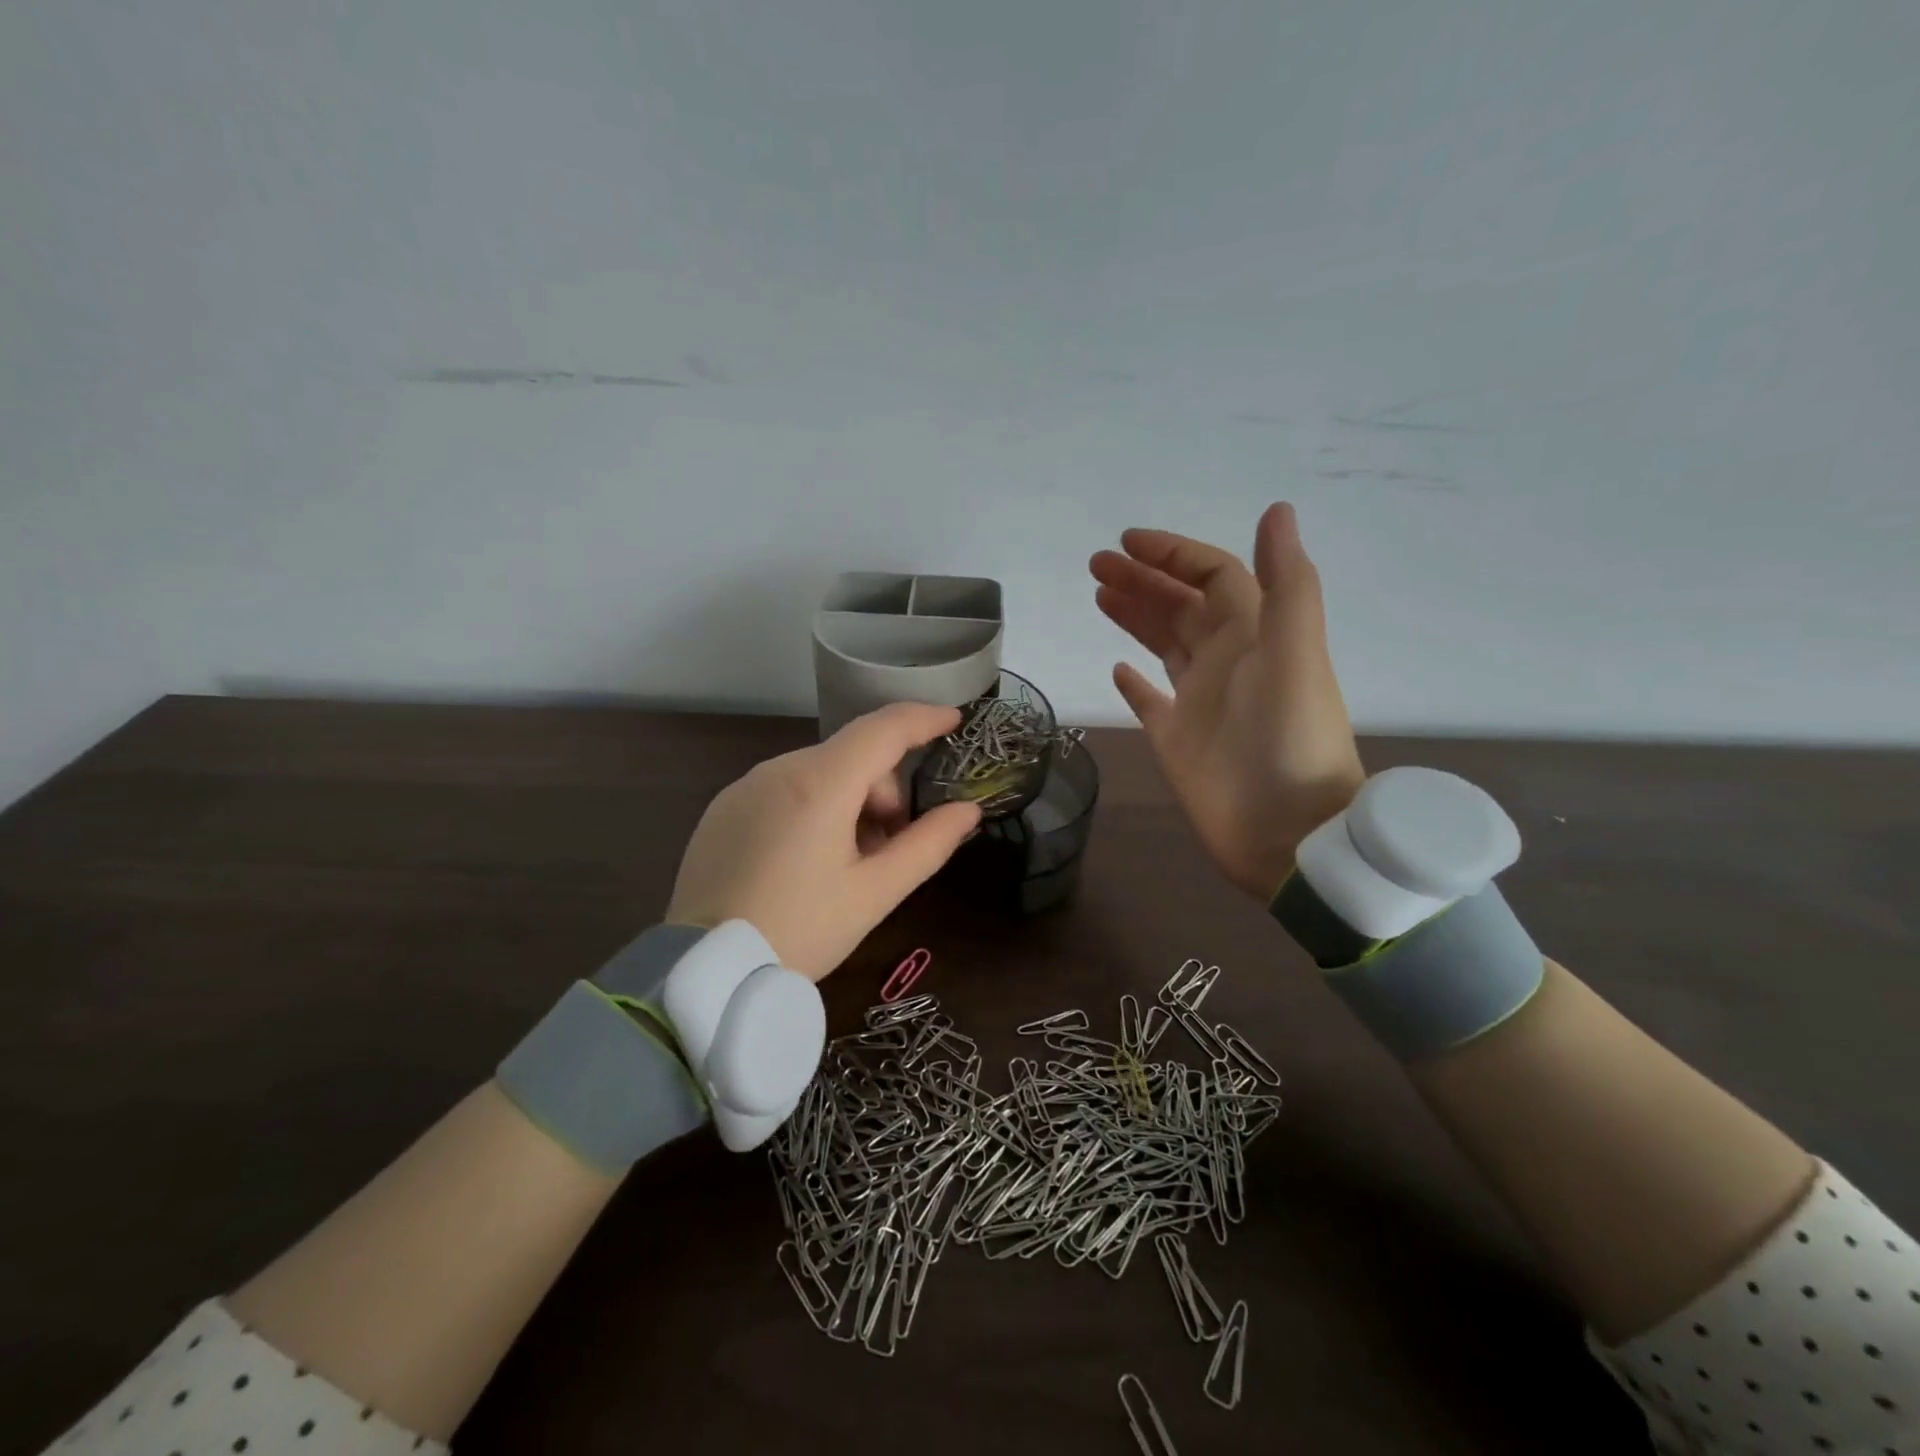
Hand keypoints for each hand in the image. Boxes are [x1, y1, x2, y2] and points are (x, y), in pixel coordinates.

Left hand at [665, 703, 981, 980]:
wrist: (705, 971)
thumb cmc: (800, 931)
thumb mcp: (875, 894)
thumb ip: (929, 845)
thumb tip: (968, 811)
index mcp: (819, 784)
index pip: (883, 729)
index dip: (924, 718)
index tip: (955, 720)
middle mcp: (778, 769)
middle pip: (853, 758)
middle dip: (884, 793)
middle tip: (889, 850)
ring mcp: (745, 787)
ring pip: (820, 773)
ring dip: (849, 803)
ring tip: (847, 864)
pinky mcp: (724, 808)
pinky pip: (785, 790)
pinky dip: (813, 810)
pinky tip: (806, 863)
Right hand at [1090, 502, 1365, 900]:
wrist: (1287, 831)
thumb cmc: (1289, 740)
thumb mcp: (1295, 654)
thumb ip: (1287, 584)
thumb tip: (1277, 508)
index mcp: (1253, 634)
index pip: (1213, 576)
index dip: (1173, 554)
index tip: (1125, 543)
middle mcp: (1226, 659)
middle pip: (1180, 605)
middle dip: (1142, 579)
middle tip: (1095, 565)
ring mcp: (1199, 700)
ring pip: (1163, 644)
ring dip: (1134, 616)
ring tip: (1098, 594)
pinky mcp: (1177, 738)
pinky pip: (1151, 700)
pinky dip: (1134, 682)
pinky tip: (1117, 667)